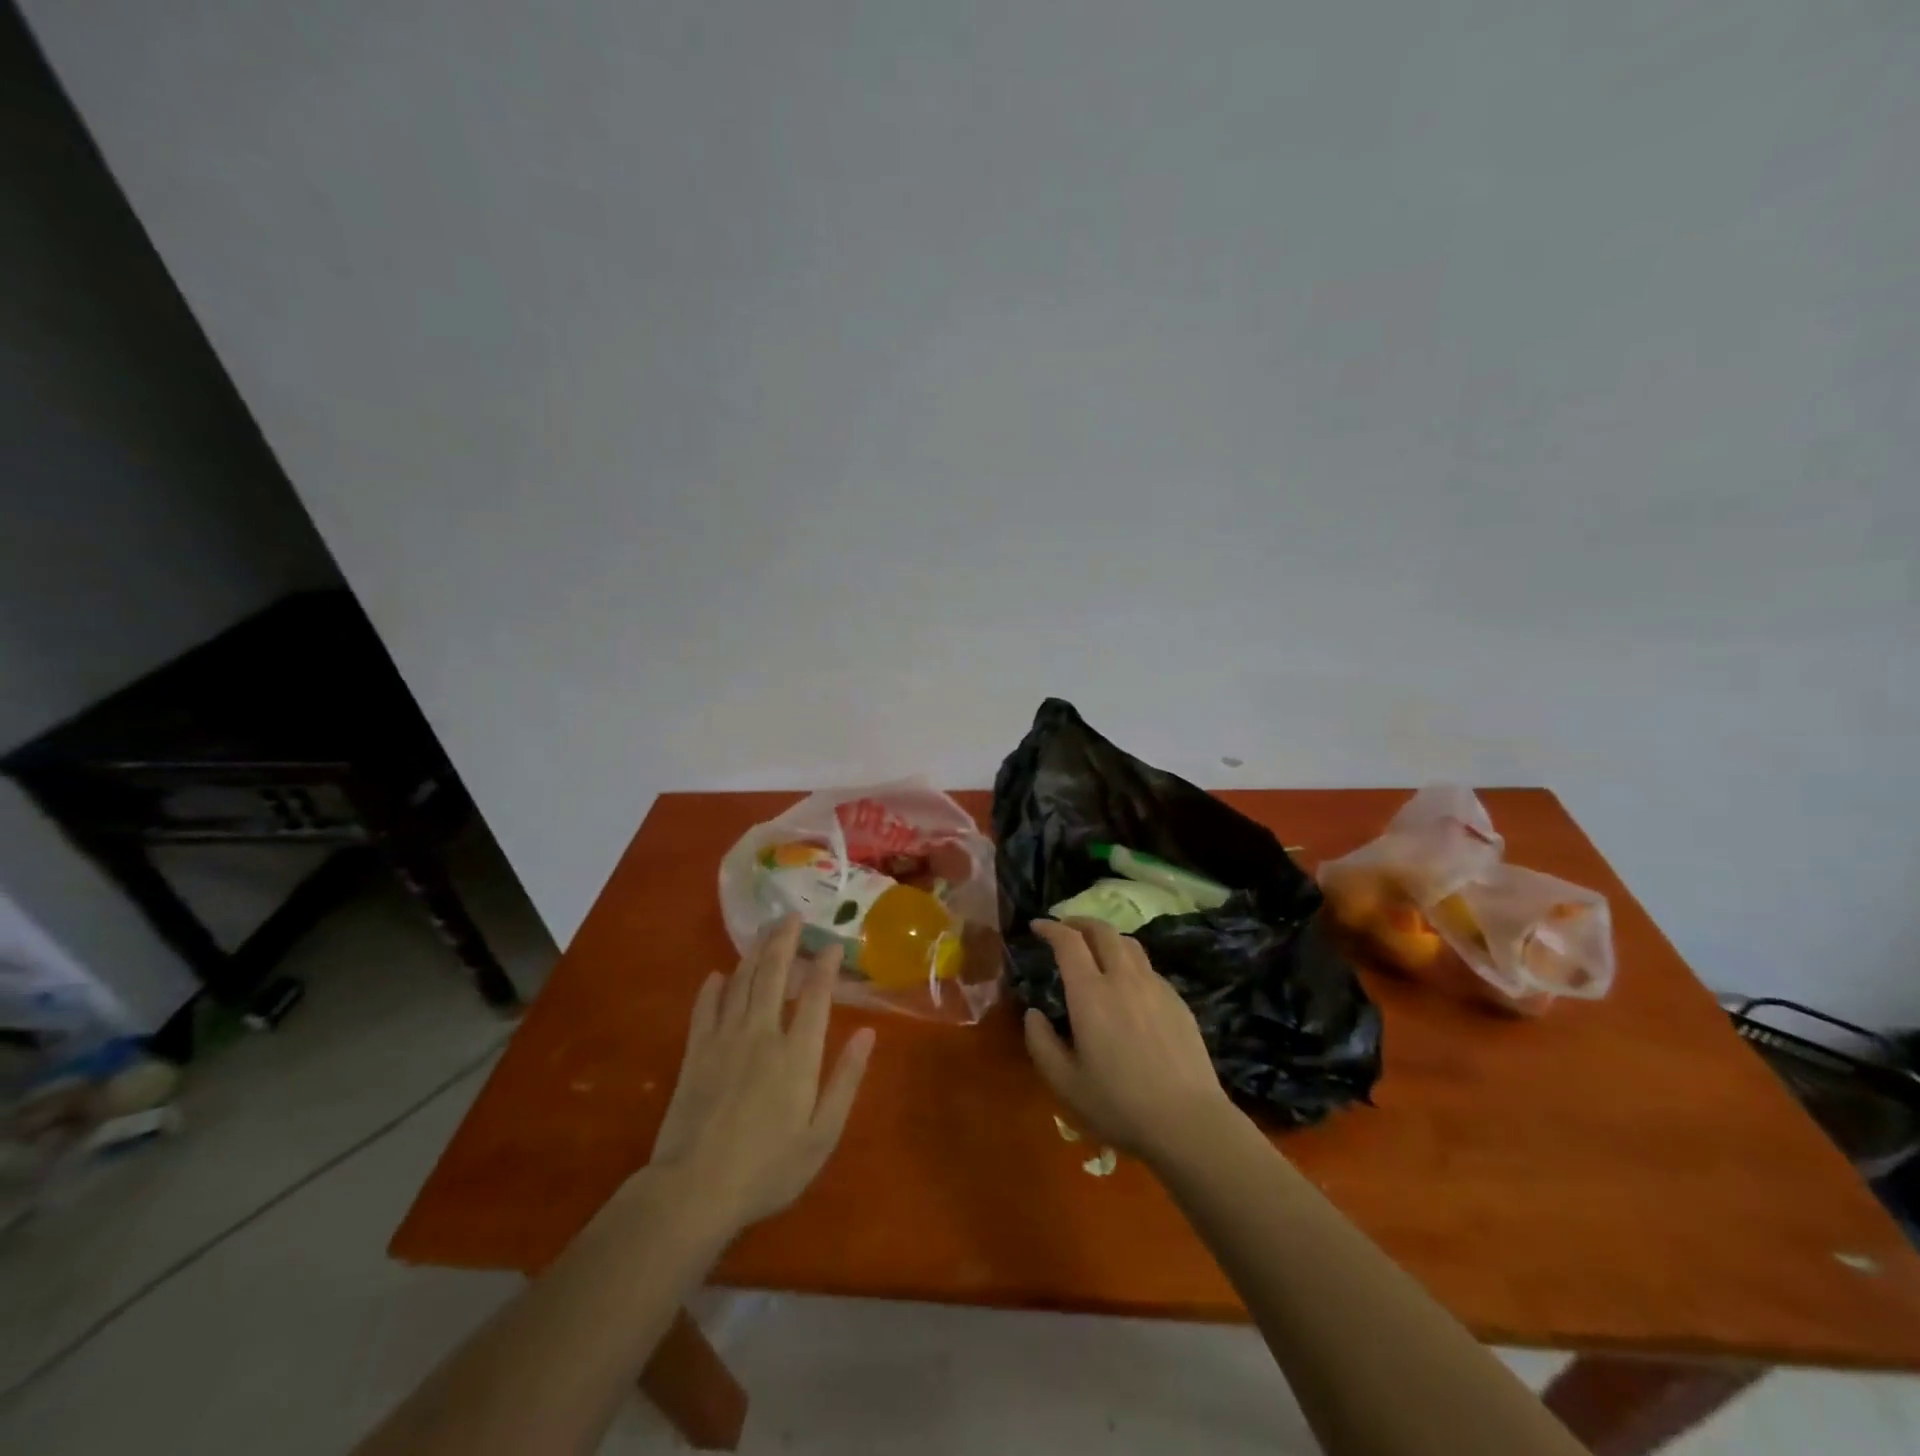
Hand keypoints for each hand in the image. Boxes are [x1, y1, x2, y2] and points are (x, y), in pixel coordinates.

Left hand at [647, 916, 875, 1232]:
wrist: (694, 1191)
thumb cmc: (767, 1169)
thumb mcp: (821, 1135)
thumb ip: (846, 1080)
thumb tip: (867, 1033)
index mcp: (797, 1054)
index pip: (815, 996)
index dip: (825, 966)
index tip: (832, 944)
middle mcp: (762, 1034)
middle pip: (773, 975)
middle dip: (784, 942)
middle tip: (792, 916)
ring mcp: (724, 1040)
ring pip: (741, 983)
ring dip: (754, 954)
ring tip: (764, 932)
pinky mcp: (695, 1053)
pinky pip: (705, 1008)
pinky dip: (712, 988)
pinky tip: (718, 975)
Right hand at [1023, 918, 1236, 1166]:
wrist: (1188, 1122)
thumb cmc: (1119, 1105)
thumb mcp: (1065, 1083)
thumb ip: (1041, 1043)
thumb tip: (1033, 1013)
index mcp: (1090, 994)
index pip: (1068, 942)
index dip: (1050, 927)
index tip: (1037, 926)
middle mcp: (1123, 979)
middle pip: (1102, 930)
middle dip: (1079, 922)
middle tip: (1065, 928)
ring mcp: (1155, 987)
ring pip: (1129, 944)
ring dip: (1107, 937)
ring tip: (1096, 949)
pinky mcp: (1177, 1001)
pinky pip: (1148, 967)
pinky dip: (1129, 961)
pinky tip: (1127, 984)